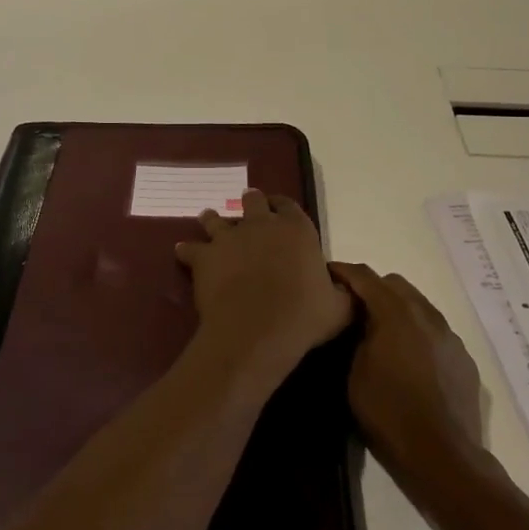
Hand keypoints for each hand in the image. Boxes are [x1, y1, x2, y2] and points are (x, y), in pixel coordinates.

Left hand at [175, 190, 351, 388]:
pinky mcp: (205, 256)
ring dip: (213, 219)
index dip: (282, 206)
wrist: (257, 328)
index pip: (289, 206)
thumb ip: (342, 293)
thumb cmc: (304, 316)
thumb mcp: (340, 308)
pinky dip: (187, 250)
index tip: (278, 209)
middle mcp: (262, 225)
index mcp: (297, 230)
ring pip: (216, 219)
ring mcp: (230, 237)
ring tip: (209, 219)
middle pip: (252, 202)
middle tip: (247, 206)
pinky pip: (191, 248)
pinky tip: (182, 252)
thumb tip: (346, 288)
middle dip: (250, 203)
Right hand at [329, 264, 483, 479]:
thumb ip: (355, 336)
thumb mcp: (353, 372)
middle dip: (372, 288)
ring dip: (398, 309)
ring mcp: (449, 335)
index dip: (342, 271)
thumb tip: (357, 321)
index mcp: (395, 312)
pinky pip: (435, 331)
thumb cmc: (388, 412)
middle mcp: (426, 314)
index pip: (364, 276)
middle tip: (353, 308)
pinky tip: (409, 360)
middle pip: (395, 284)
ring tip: (381, 334)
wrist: (442, 455)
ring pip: (419, 305)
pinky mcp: (463, 357)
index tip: (325, 274)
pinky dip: (418, 333)